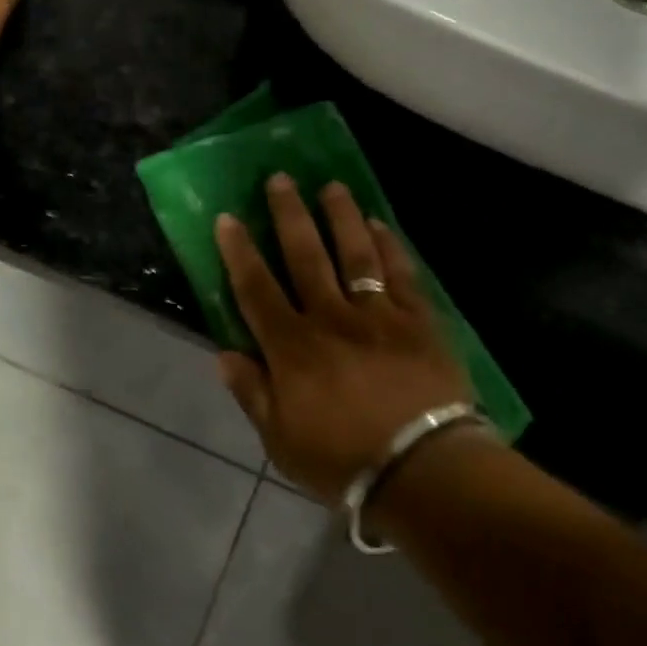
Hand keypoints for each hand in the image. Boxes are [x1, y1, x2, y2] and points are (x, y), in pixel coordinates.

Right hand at [215, 175, 472, 504]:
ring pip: (354, 252)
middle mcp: (331, 317)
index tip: (228, 218)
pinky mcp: (417, 318)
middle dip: (289, 214)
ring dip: (340, 216)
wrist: (422, 467)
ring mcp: (377, 314)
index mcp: (292, 348)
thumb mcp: (281, 441)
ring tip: (331, 186)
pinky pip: (399, 272)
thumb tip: (224, 354)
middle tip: (280, 178)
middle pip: (305, 255)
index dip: (239, 252)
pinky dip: (388, 245)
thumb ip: (252, 393)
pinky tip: (379, 224)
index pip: (256, 289)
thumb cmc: (344, 461)